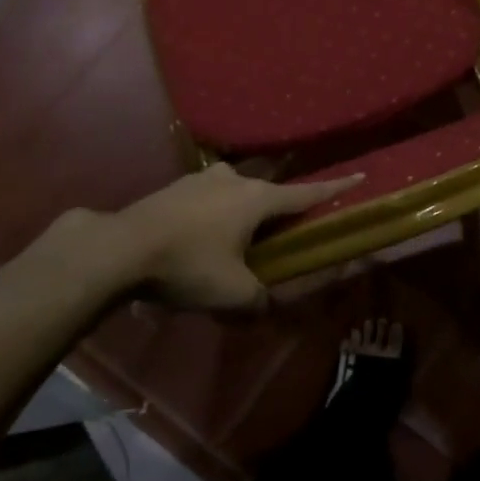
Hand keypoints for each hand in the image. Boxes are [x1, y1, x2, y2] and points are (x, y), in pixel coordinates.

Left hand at [32, 165, 360, 311]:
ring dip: (239, 214)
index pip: (307, 193)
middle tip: (278, 236)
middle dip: (276, 212)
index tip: (359, 175)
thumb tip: (265, 305)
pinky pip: (206, 200)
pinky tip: (195, 241)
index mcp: (258, 199)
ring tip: (230, 244)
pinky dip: (211, 216)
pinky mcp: (175, 187)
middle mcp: (235, 180)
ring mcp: (202, 179)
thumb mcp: (231, 294)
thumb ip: (258, 300)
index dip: (335, 187)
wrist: (119, 248)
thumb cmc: (187, 265)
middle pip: (268, 194)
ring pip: (235, 194)